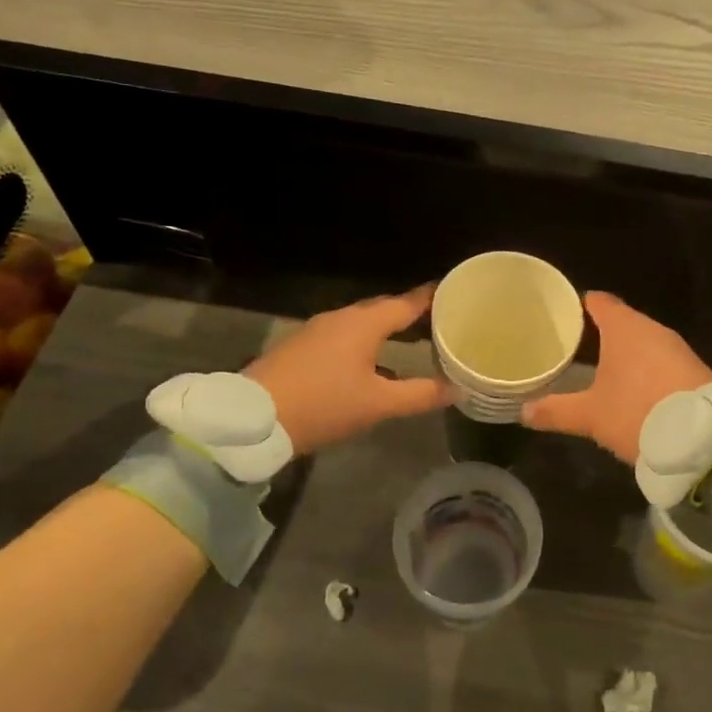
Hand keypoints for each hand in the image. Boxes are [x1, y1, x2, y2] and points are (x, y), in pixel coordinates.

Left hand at [243, 286, 450, 453]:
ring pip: (361, 323)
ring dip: (386, 330)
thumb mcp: (378, 404)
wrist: (253, 419)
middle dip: (409, 313)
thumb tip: (458, 389)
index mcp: (363, 324)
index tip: (454, 293)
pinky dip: (364, 342)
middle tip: (437, 320)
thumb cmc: (323, 405)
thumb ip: (421, 394)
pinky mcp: (301, 347)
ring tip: (411, 341)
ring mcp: (316, 330)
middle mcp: (340, 318)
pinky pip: (343, 336)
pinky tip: (371, 364)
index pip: (406, 303)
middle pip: (383, 309)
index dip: (431, 298)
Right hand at [522, 292, 711, 462]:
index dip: (581, 305)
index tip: (565, 314)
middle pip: (622, 320)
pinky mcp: (694, 368)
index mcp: (624, 328)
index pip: (599, 302)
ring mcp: (677, 348)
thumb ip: (556, 410)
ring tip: (602, 367)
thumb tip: (523, 411)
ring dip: (626, 351)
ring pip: (644, 341)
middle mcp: (652, 329)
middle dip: (601, 332)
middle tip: (576, 346)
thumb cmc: (637, 413)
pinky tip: (636, 387)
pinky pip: (662, 359)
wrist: (702, 438)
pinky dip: (647, 367)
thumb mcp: (590, 416)